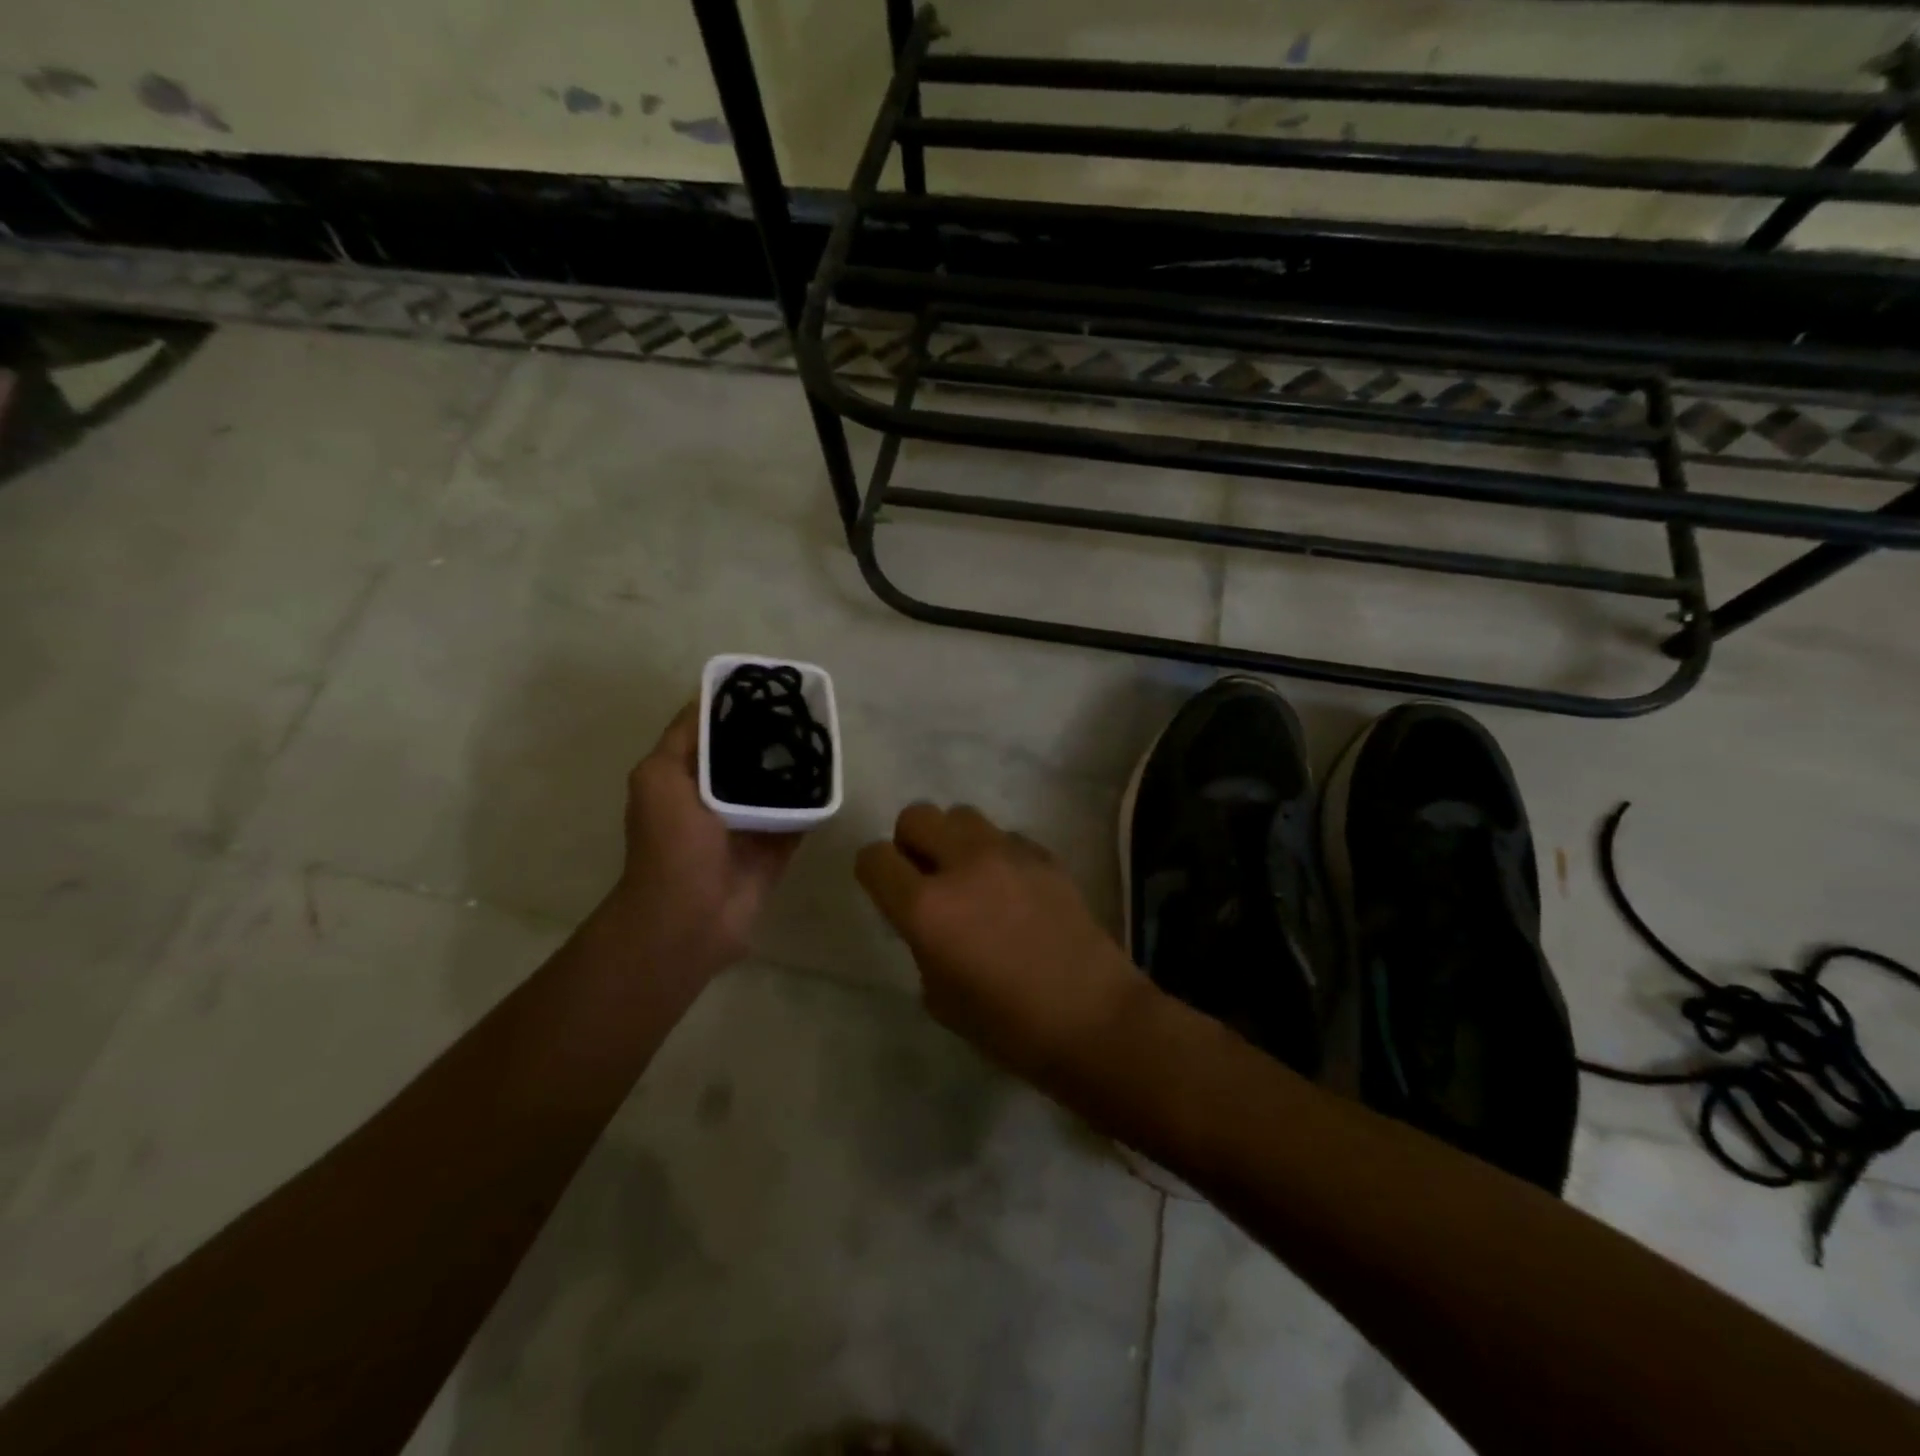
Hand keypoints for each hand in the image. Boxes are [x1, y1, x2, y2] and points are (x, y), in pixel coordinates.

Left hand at [610, 701, 802, 977]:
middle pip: (747, 757)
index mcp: (684, 777)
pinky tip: (832, 776)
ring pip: (777, 785)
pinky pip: (799, 816)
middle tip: (802, 711)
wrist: (690, 917)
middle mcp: (715, 797)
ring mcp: (748, 823)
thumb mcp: (659, 777)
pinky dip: (813, 801)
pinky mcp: (776, 846)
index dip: (732, 707)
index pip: (709, 733)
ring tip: (822, 737)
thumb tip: (707, 698)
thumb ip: (683, 739)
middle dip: (770, 735)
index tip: (765, 686)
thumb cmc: (670, 843)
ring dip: (794, 767)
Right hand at [856, 803, 1142, 1083]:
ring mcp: (1008, 853)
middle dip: (910, 842)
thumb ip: (921, 943)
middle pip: (916, 816)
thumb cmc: (1008, 1025)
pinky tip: (1011, 888)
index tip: (885, 889)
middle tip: (925, 876)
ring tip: (969, 876)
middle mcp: (962, 865)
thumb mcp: (939, 996)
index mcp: (926, 907)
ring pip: (961, 815)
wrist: (1092, 1017)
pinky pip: (1004, 835)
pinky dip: (995, 853)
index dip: (873, 871)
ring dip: (953, 839)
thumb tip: (926, 919)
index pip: (874, 858)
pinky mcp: (1044, 854)